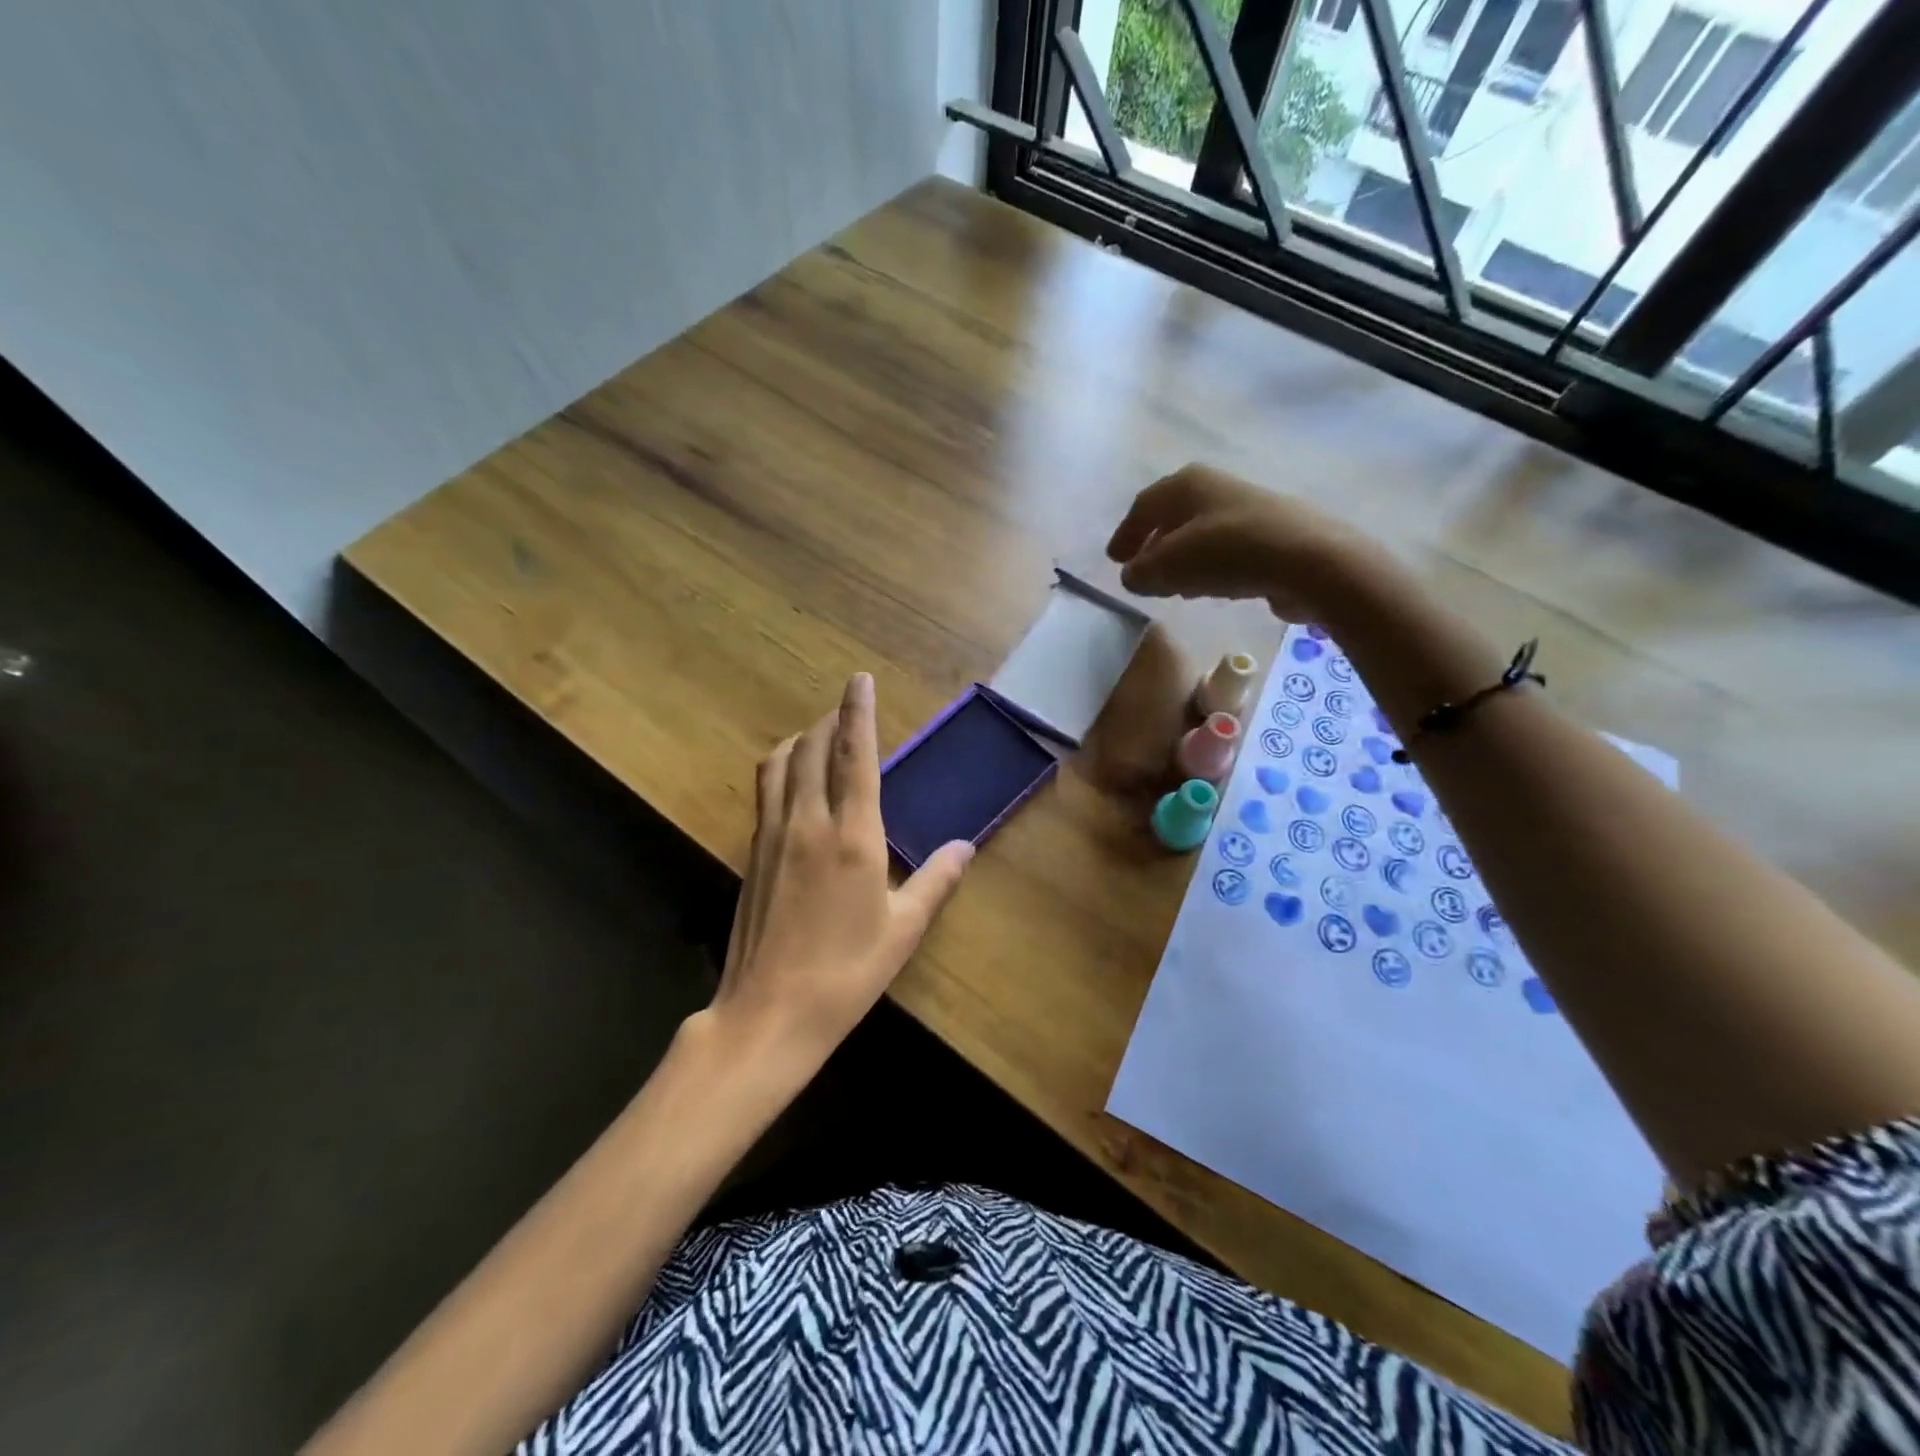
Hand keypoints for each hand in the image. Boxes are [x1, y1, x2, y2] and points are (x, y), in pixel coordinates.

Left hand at [709, 673, 972, 1066]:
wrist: (769, 1013)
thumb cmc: (846, 972)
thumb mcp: (903, 929)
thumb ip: (936, 881)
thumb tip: (965, 847)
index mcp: (852, 836)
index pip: (855, 756)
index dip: (857, 712)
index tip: (858, 680)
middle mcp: (807, 822)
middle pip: (812, 748)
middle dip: (829, 720)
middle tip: (845, 711)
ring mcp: (772, 836)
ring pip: (779, 764)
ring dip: (799, 740)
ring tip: (817, 738)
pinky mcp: (751, 854)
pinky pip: (765, 792)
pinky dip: (781, 770)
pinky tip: (794, 785)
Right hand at [1105, 464, 1382, 621]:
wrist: (1309, 561)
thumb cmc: (1228, 553)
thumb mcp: (1168, 565)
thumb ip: (1140, 572)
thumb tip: (1133, 575)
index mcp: (1187, 484)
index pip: (1143, 506)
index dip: (1125, 534)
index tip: (1114, 560)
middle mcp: (1216, 488)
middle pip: (1173, 516)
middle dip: (1153, 544)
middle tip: (1140, 570)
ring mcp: (1247, 509)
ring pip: (1199, 533)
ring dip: (1180, 558)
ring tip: (1171, 585)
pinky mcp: (1271, 535)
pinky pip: (1224, 549)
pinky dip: (1207, 566)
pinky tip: (1208, 588)